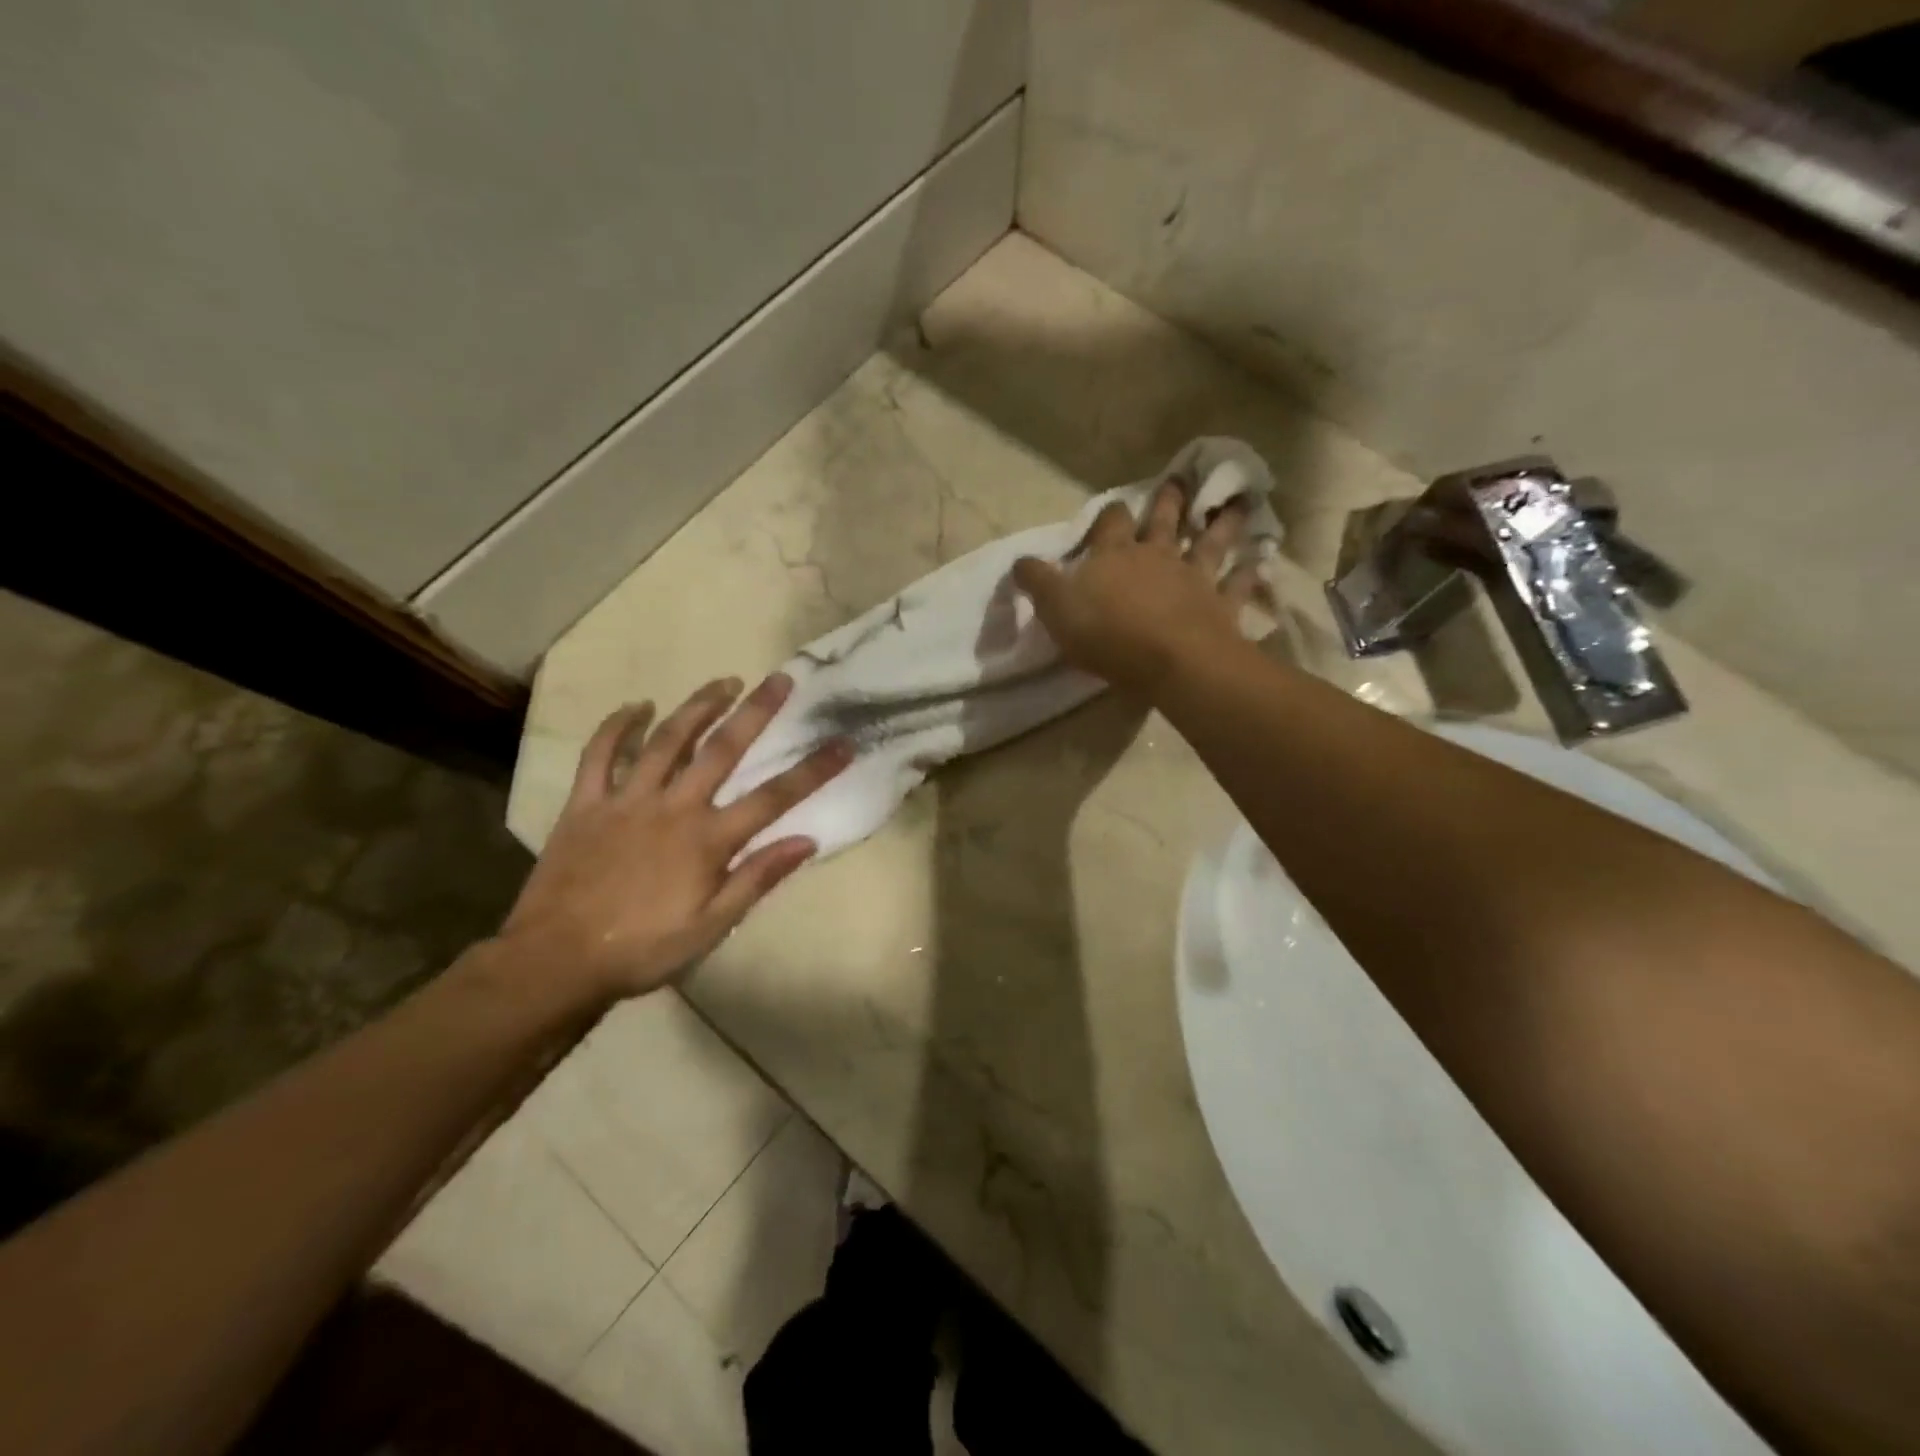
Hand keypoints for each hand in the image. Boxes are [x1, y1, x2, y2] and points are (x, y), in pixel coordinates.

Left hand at [495, 674, 849, 1006]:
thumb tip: (807, 840)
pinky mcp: (586, 804)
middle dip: (756, 712)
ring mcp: (627, 800)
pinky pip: (600, 755)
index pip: (773, 798)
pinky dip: (618, 726)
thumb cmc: (643, 949)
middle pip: (722, 750)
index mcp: (707, 840)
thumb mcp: (711, 927)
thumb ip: (757, 878)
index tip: (844, 743)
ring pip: (667, 740)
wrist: (556, 962)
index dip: (813, 770)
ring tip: (725, 681)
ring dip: (698, 706)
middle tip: (780, 679)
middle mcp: (673, 808)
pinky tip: (636, 706)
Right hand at [1012, 480, 1259, 697]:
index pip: (1111, 523)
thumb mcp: (1056, 608)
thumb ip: (1037, 582)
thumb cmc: (1107, 633)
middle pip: (1164, 521)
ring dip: (1222, 523)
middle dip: (1169, 501)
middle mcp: (1157, 557)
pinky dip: (1249, 573)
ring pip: (1210, 543)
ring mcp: (1194, 578)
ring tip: (1237, 503)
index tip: (1112, 511)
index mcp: (1115, 555)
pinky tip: (1260, 563)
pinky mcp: (1221, 606)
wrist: (1170, 660)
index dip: (1110, 516)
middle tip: (1180, 481)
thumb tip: (1019, 560)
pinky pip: (1238, 586)